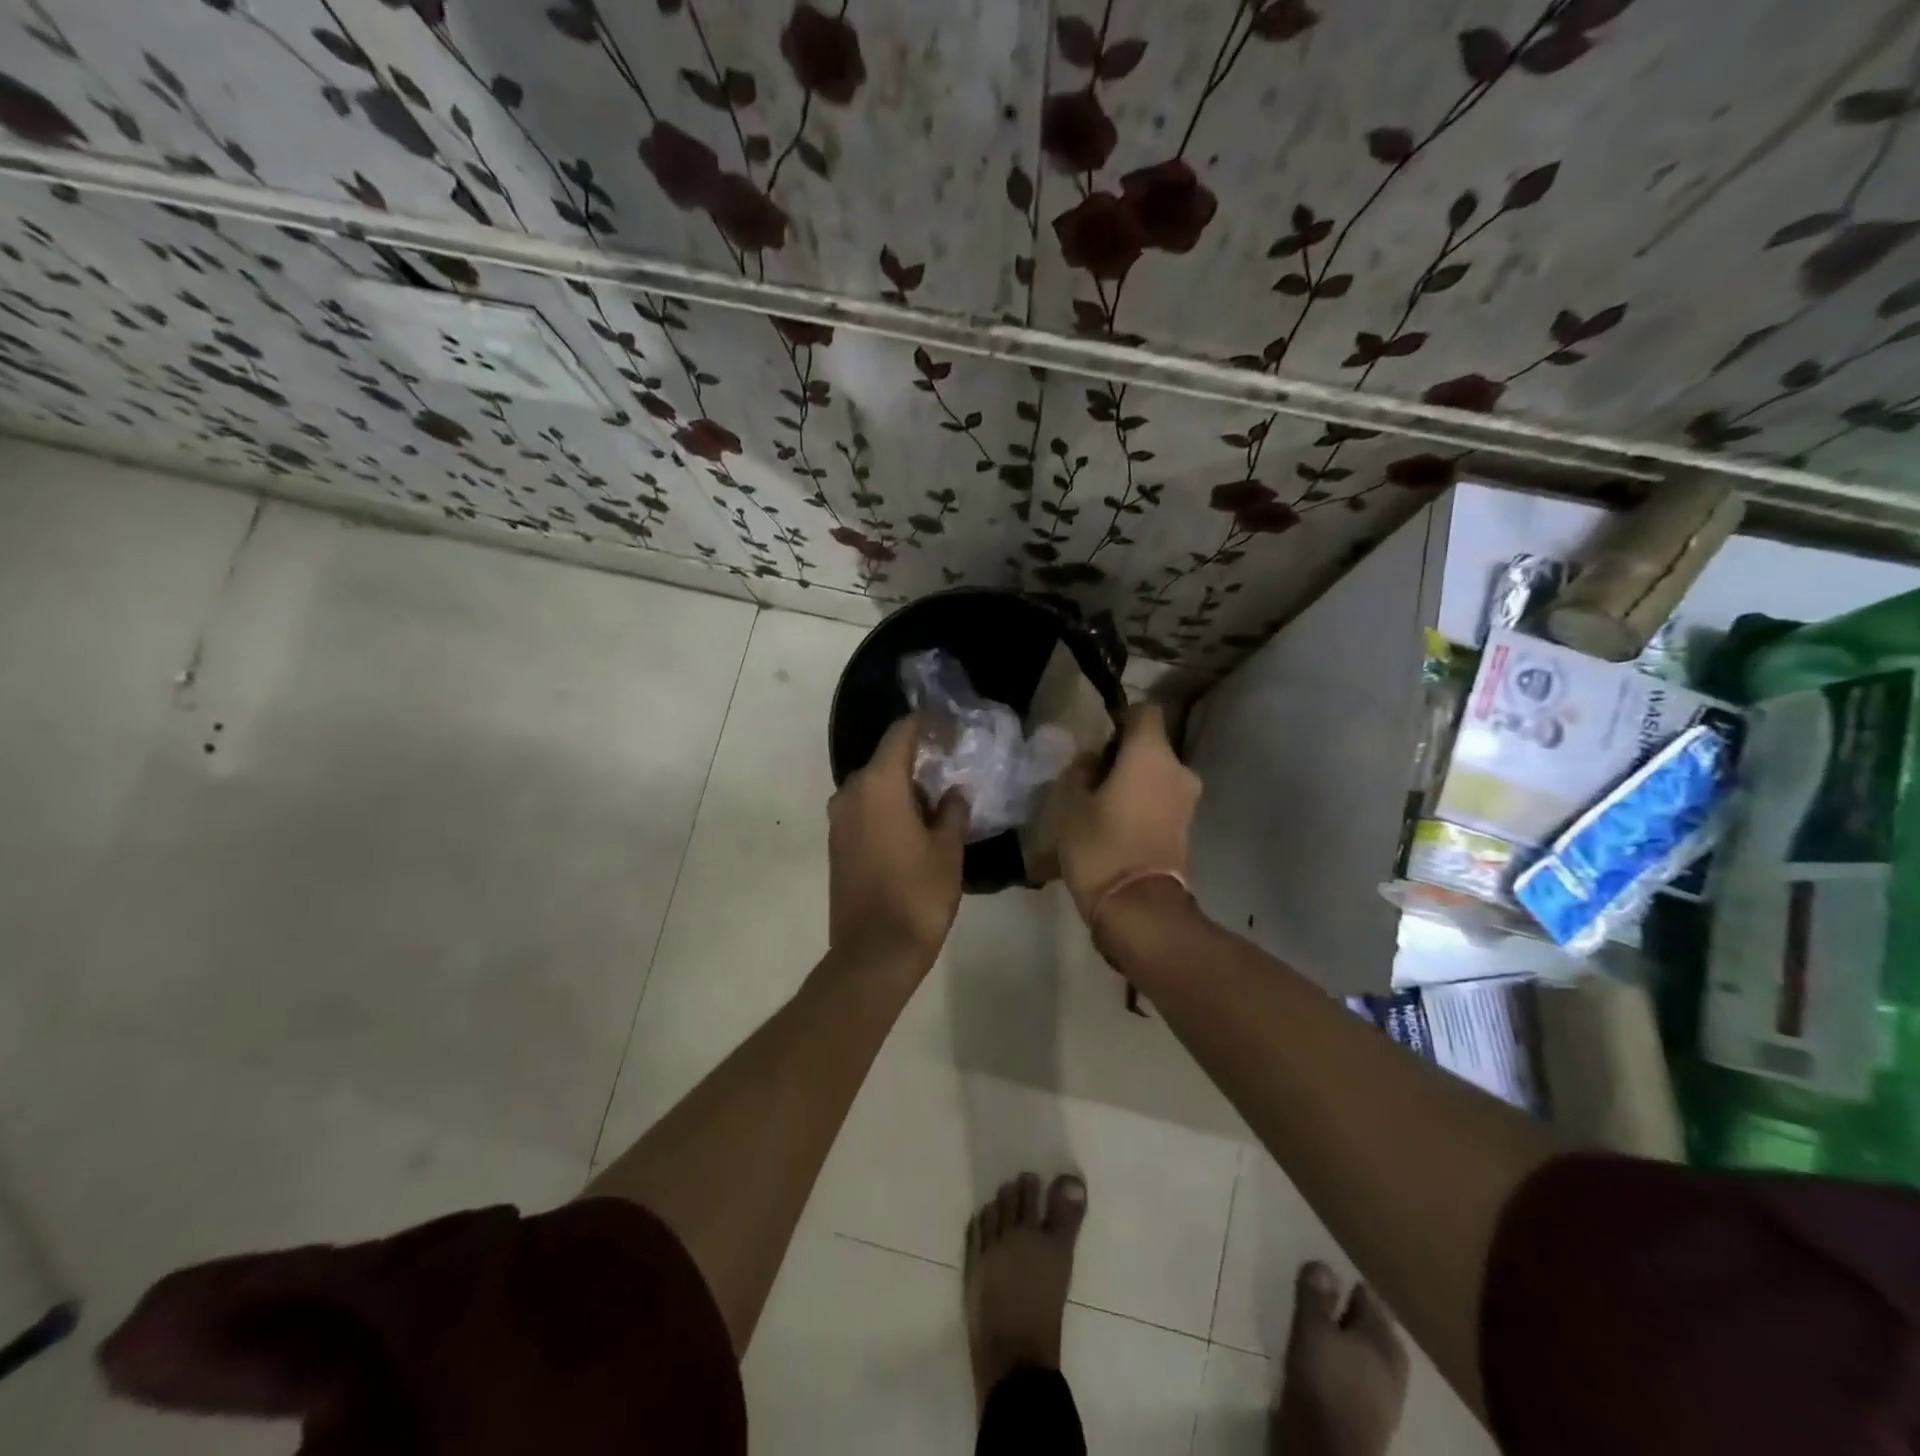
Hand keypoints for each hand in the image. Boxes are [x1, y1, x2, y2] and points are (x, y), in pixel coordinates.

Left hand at [828, 715, 968, 972]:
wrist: (873, 953)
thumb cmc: (918, 894)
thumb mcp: (948, 849)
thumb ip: (954, 810)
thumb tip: (954, 792)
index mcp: (878, 785)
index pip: (902, 734)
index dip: (928, 724)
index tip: (952, 728)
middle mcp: (850, 793)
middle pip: (886, 760)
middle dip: (919, 760)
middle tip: (953, 768)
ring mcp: (839, 820)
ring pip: (875, 786)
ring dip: (904, 787)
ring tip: (939, 802)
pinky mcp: (836, 844)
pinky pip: (865, 809)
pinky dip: (889, 808)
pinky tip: (915, 826)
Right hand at [1055, 703, 1201, 921]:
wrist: (1139, 908)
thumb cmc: (1100, 846)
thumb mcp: (1070, 804)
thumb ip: (1080, 771)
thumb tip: (1091, 760)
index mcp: (1151, 754)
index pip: (1144, 711)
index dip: (1120, 718)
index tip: (1096, 741)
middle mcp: (1178, 770)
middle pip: (1151, 747)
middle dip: (1123, 757)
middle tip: (1091, 779)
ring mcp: (1187, 802)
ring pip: (1156, 777)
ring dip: (1133, 784)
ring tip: (1100, 807)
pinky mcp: (1187, 829)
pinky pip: (1161, 802)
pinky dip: (1142, 806)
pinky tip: (1115, 827)